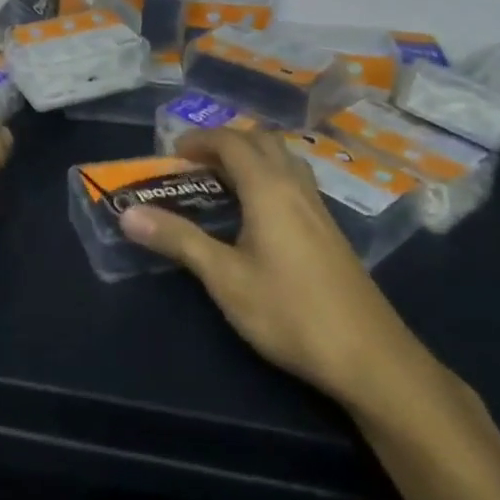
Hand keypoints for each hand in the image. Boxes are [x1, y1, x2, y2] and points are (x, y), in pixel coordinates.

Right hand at [119, 130, 443, 417]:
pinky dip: (268, 176)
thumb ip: (178, 240)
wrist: (372, 359)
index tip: (173, 153)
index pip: (231, 141)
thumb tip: (127, 214)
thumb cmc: (290, 313)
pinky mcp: (330, 231)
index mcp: (268, 188)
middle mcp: (295, 186)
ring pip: (283, 159)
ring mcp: (318, 208)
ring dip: (251, 157)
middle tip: (196, 163)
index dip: (200, 139)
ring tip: (223, 181)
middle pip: (261, 140)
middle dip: (226, 141)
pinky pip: (294, 181)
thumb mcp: (225, 278)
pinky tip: (258, 214)